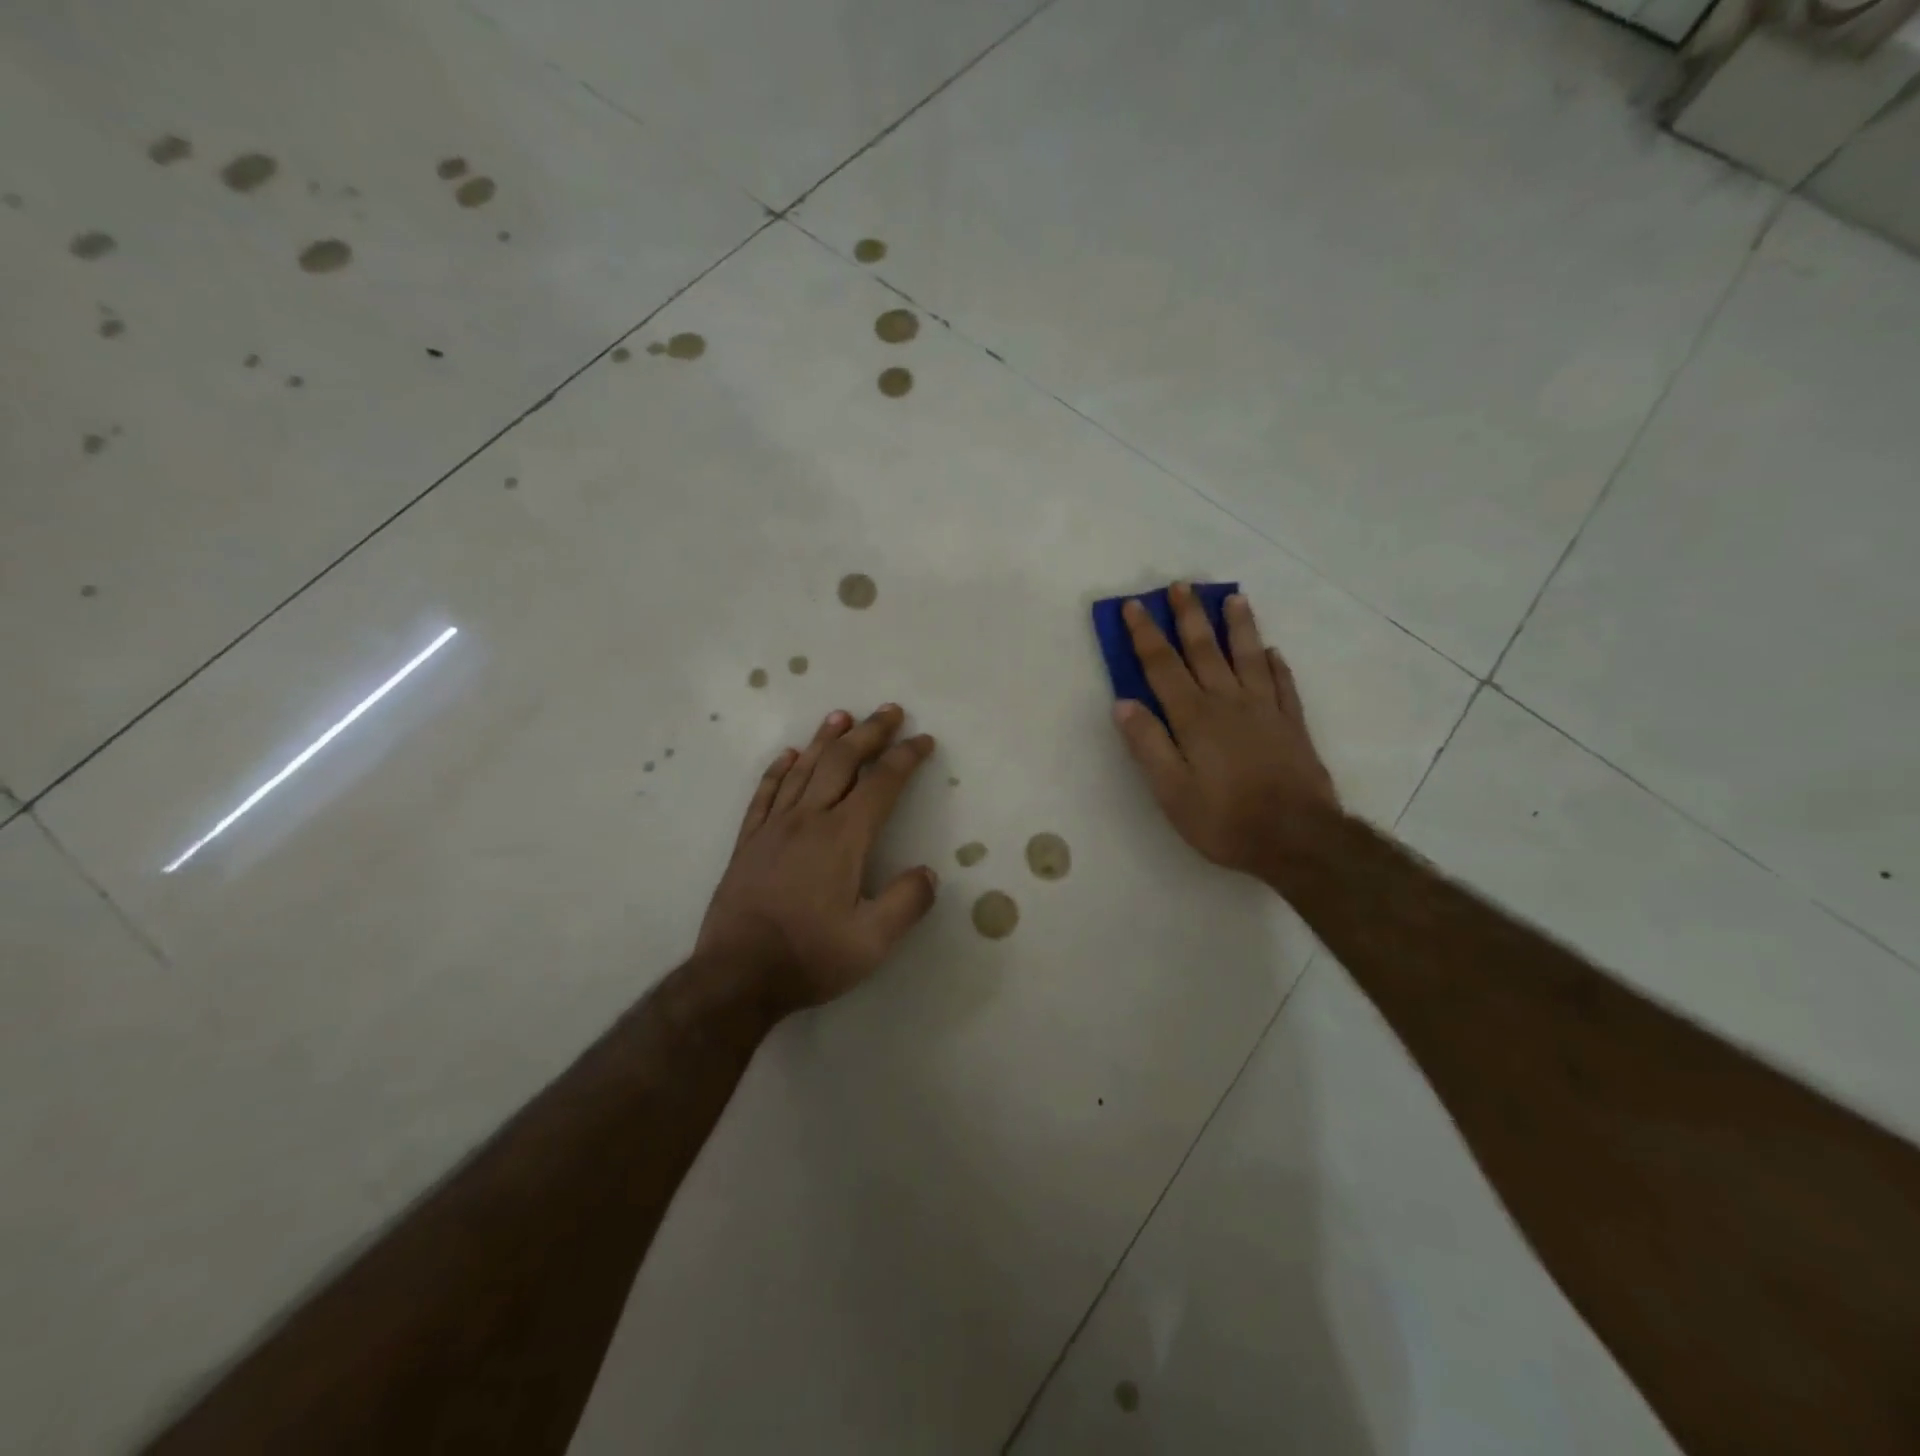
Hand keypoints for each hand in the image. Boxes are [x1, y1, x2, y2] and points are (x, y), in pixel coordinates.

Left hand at [698, 704, 938, 1012]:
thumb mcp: (872, 943)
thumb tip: (928, 873)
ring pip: (803, 769)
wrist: (736, 976)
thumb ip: (906, 903)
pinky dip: (779, 769)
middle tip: (889, 711)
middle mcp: (808, 820)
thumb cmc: (809, 957)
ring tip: (842, 716)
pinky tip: (788, 755)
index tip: (924, 741)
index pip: (881, 784)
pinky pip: (765, 793)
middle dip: (870, 733)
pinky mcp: (749, 842)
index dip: (906, 758)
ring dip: (826, 739)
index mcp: (843, 838)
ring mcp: (773, 827)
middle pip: (842, 762)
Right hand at [1112, 583, 1338, 877]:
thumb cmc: (1224, 819)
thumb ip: (1148, 744)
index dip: (1146, 635)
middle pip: (1205, 650)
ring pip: (1248, 656)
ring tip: (1233, 597)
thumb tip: (1123, 703)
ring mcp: (1265, 710)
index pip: (1163, 666)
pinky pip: (1283, 683)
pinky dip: (1276, 664)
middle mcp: (1228, 702)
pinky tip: (1273, 652)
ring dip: (1238, 626)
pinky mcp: (1292, 724)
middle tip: (1181, 585)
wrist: (1297, 838)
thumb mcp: (1171, 790)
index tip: (1134, 606)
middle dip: (1189, 616)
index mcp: (1194, 717)